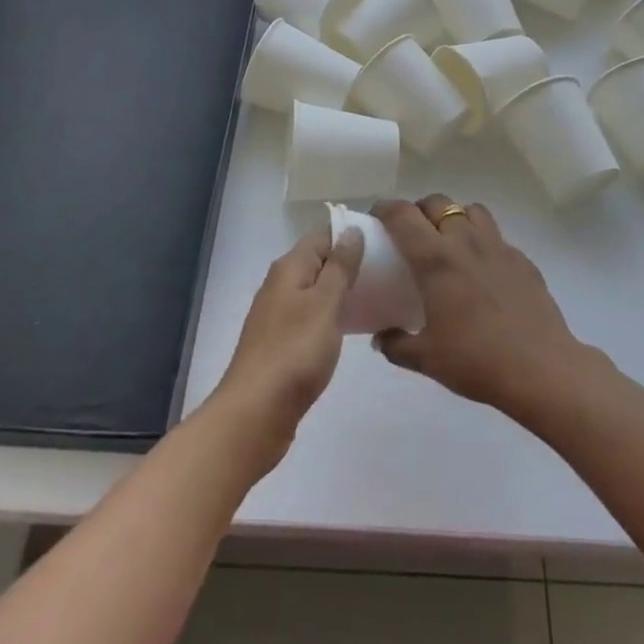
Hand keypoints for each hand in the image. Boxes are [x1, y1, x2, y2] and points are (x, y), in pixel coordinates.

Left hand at [209, 225, 363, 474]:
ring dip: (343, 291)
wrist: (256, 413)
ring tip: (379, 296)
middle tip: (388, 270)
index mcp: (288, 268)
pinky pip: (312, 316)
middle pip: (319, 262)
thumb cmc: (294, 352)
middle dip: (350, 263)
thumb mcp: (324, 304)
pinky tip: (354, 328)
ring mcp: (279, 315)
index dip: (350, 235)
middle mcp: (280, 285)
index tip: (384, 241)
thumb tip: (351, 231)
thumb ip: (340, 267)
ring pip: (316, 291)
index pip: (322, 236)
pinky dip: (333, 316)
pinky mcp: (283, 343)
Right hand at [371, 196, 598, 422]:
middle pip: (437, 202)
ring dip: (455, 217)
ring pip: (471, 210)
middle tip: (412, 233)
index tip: (377, 218)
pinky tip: (483, 270)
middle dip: (420, 210)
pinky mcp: (523, 259)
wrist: (541, 369)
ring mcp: (498, 247)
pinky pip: (497, 237)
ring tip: (449, 241)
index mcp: (435, 259)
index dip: (385, 208)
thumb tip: (381, 338)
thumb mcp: (426, 358)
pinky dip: (483, 242)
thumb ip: (396, 344)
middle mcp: (465, 241)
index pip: (403, 215)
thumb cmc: (475, 360)